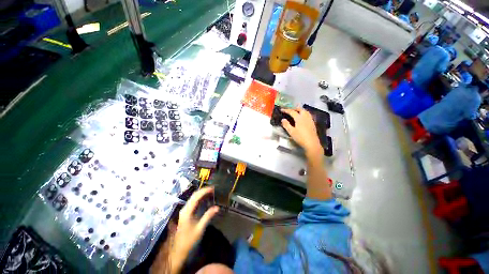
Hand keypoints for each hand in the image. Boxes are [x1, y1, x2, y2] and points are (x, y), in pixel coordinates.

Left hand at [169, 187, 218, 272]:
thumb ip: (208, 216)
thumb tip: (217, 207)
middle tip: (214, 190)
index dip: (204, 191)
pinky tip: (205, 202)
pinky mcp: (186, 215)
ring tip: (211, 194)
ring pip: (193, 200)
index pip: (195, 197)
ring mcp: (184, 212)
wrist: (181, 247)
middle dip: (203, 192)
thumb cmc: (190, 238)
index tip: (213, 188)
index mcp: (187, 211)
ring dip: (201, 196)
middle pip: (193, 197)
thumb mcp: (200, 228)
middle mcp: (184, 209)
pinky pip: (193, 205)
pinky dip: (199, 202)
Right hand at [281, 108, 321, 153]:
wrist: (311, 143)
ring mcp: (310, 119)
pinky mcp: (313, 123)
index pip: (292, 111)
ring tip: (297, 112)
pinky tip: (303, 118)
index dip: (286, 110)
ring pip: (305, 111)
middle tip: (290, 110)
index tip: (282, 110)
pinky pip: (308, 115)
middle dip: (294, 108)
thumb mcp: (291, 132)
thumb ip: (286, 125)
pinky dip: (304, 113)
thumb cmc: (301, 137)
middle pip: (300, 109)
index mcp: (299, 118)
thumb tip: (283, 119)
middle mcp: (305, 116)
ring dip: (300, 110)